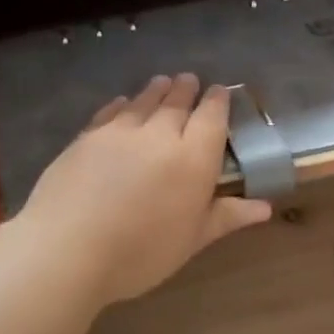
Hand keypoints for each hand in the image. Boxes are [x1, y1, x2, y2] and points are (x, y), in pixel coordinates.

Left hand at [22, 74, 271, 304]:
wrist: (68, 249)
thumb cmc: (141, 253)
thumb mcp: (191, 241)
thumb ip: (226, 217)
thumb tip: (265, 207)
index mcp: (194, 159)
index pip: (212, 118)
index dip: (218, 102)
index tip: (220, 92)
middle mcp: (160, 135)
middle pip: (177, 103)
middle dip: (187, 90)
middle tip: (190, 80)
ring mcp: (119, 132)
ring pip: (143, 101)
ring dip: (157, 90)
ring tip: (163, 82)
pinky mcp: (86, 137)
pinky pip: (111, 112)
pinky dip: (122, 104)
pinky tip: (122, 103)